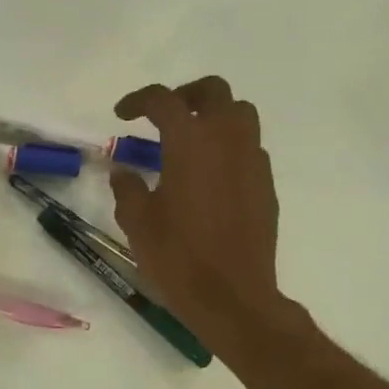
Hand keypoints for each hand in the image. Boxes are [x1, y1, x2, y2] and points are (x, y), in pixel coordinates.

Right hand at [110, 77, 285, 339]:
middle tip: (163, 115)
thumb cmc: (177, 257)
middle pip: (213, 91)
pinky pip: (250, 147)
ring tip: (191, 140)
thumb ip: (127, 188)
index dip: (139, 101)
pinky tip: (211, 174)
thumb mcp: (137, 222)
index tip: (122, 114)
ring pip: (240, 114)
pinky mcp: (266, 184)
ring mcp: (253, 160)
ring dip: (214, 115)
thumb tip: (123, 170)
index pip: (164, 100)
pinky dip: (229, 146)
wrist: (231, 296)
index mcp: (190, 142)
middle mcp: (226, 139)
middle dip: (185, 95)